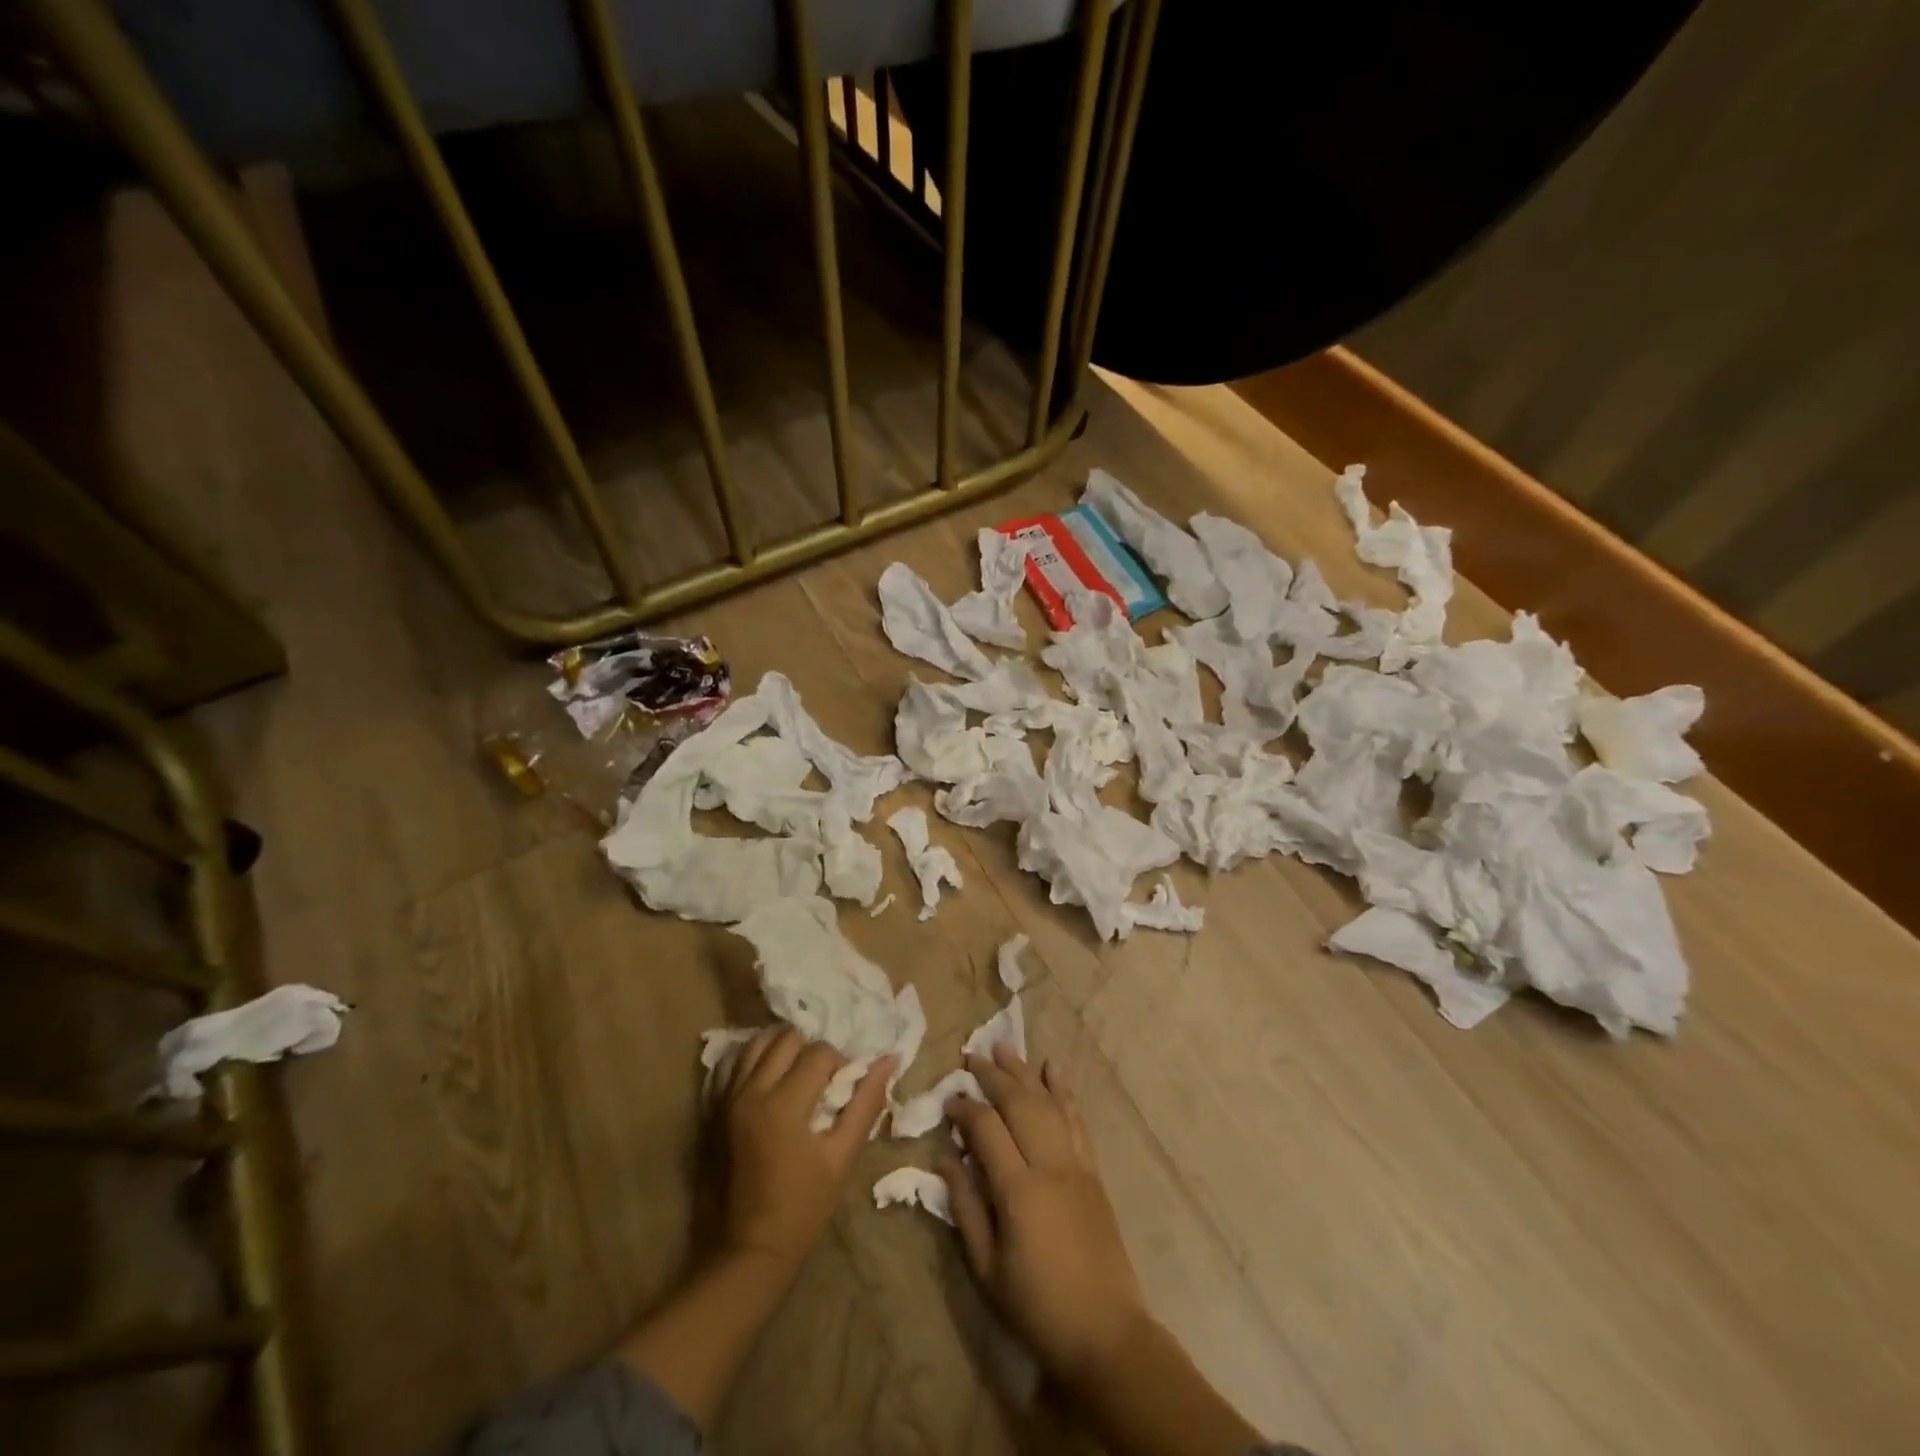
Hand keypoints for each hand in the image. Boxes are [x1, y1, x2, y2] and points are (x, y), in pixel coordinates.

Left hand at [717, 1027, 892, 1272]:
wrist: (749, 1249)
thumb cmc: (803, 1207)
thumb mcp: (842, 1157)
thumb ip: (866, 1104)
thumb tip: (888, 1060)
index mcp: (784, 1104)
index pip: (819, 1053)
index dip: (840, 1062)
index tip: (846, 1086)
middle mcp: (751, 1091)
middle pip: (787, 1039)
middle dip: (811, 1050)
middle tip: (822, 1078)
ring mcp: (726, 1099)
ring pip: (757, 1045)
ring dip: (782, 1049)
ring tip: (796, 1073)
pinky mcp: (713, 1110)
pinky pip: (732, 1065)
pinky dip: (752, 1061)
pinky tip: (768, 1077)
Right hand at [940, 1045, 1150, 1387]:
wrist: (1106, 1333)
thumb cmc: (1037, 1307)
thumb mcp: (987, 1269)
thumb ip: (966, 1208)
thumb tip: (946, 1160)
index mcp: (1019, 1190)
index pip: (987, 1129)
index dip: (965, 1108)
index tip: (948, 1098)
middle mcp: (1050, 1165)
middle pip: (1019, 1104)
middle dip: (993, 1075)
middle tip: (971, 1055)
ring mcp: (1076, 1165)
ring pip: (1048, 1103)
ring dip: (1025, 1072)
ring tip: (1005, 1046)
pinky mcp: (1093, 1172)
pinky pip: (1077, 1121)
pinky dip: (1064, 1092)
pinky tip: (1053, 1070)